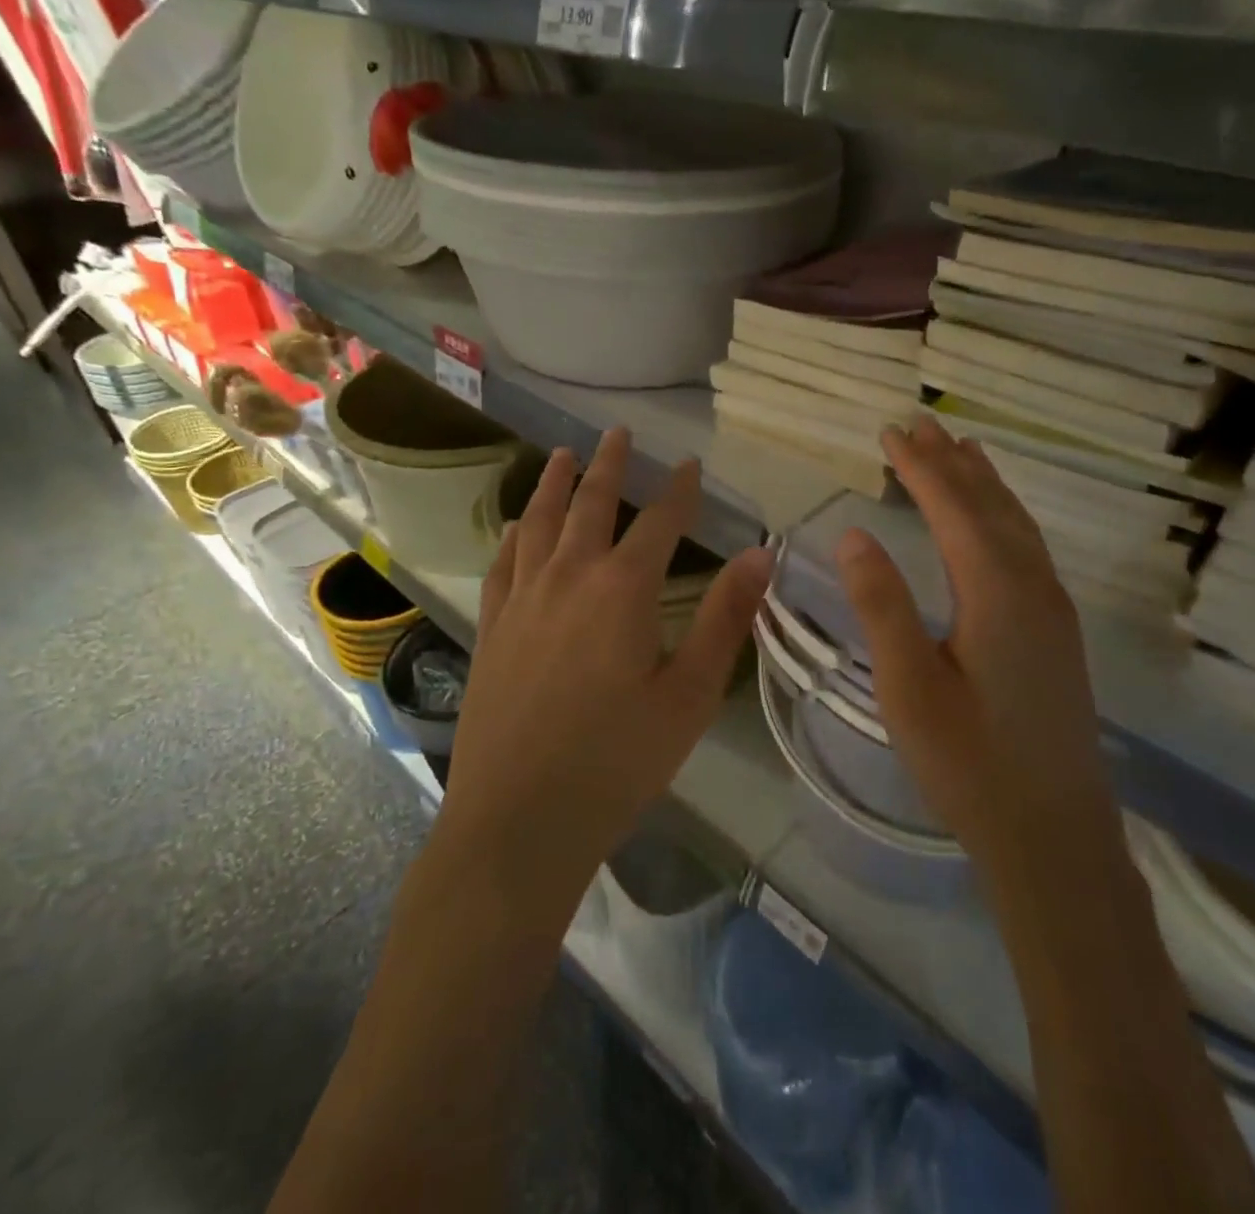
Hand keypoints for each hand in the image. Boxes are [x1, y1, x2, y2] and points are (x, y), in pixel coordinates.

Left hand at [439, 428, 772, 911]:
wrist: (519, 820)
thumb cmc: (617, 761)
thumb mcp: (690, 694)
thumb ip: (726, 618)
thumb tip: (761, 554)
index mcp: (623, 589)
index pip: (660, 521)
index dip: (680, 490)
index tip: (692, 464)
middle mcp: (568, 578)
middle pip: (590, 505)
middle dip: (609, 465)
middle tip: (618, 433)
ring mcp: (523, 601)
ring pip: (538, 523)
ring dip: (553, 484)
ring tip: (561, 455)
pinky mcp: (493, 629)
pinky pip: (503, 564)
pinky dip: (515, 535)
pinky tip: (517, 526)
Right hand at [834, 419, 1110, 878]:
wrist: (1053, 835)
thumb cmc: (969, 763)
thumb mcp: (908, 687)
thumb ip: (882, 605)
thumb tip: (854, 534)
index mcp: (997, 593)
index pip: (955, 509)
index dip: (921, 468)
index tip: (890, 431)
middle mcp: (1034, 587)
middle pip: (991, 505)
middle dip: (952, 462)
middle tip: (919, 424)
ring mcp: (1054, 609)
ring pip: (1017, 524)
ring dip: (984, 483)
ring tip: (960, 449)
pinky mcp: (1057, 632)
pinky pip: (1028, 548)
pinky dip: (1004, 516)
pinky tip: (995, 520)